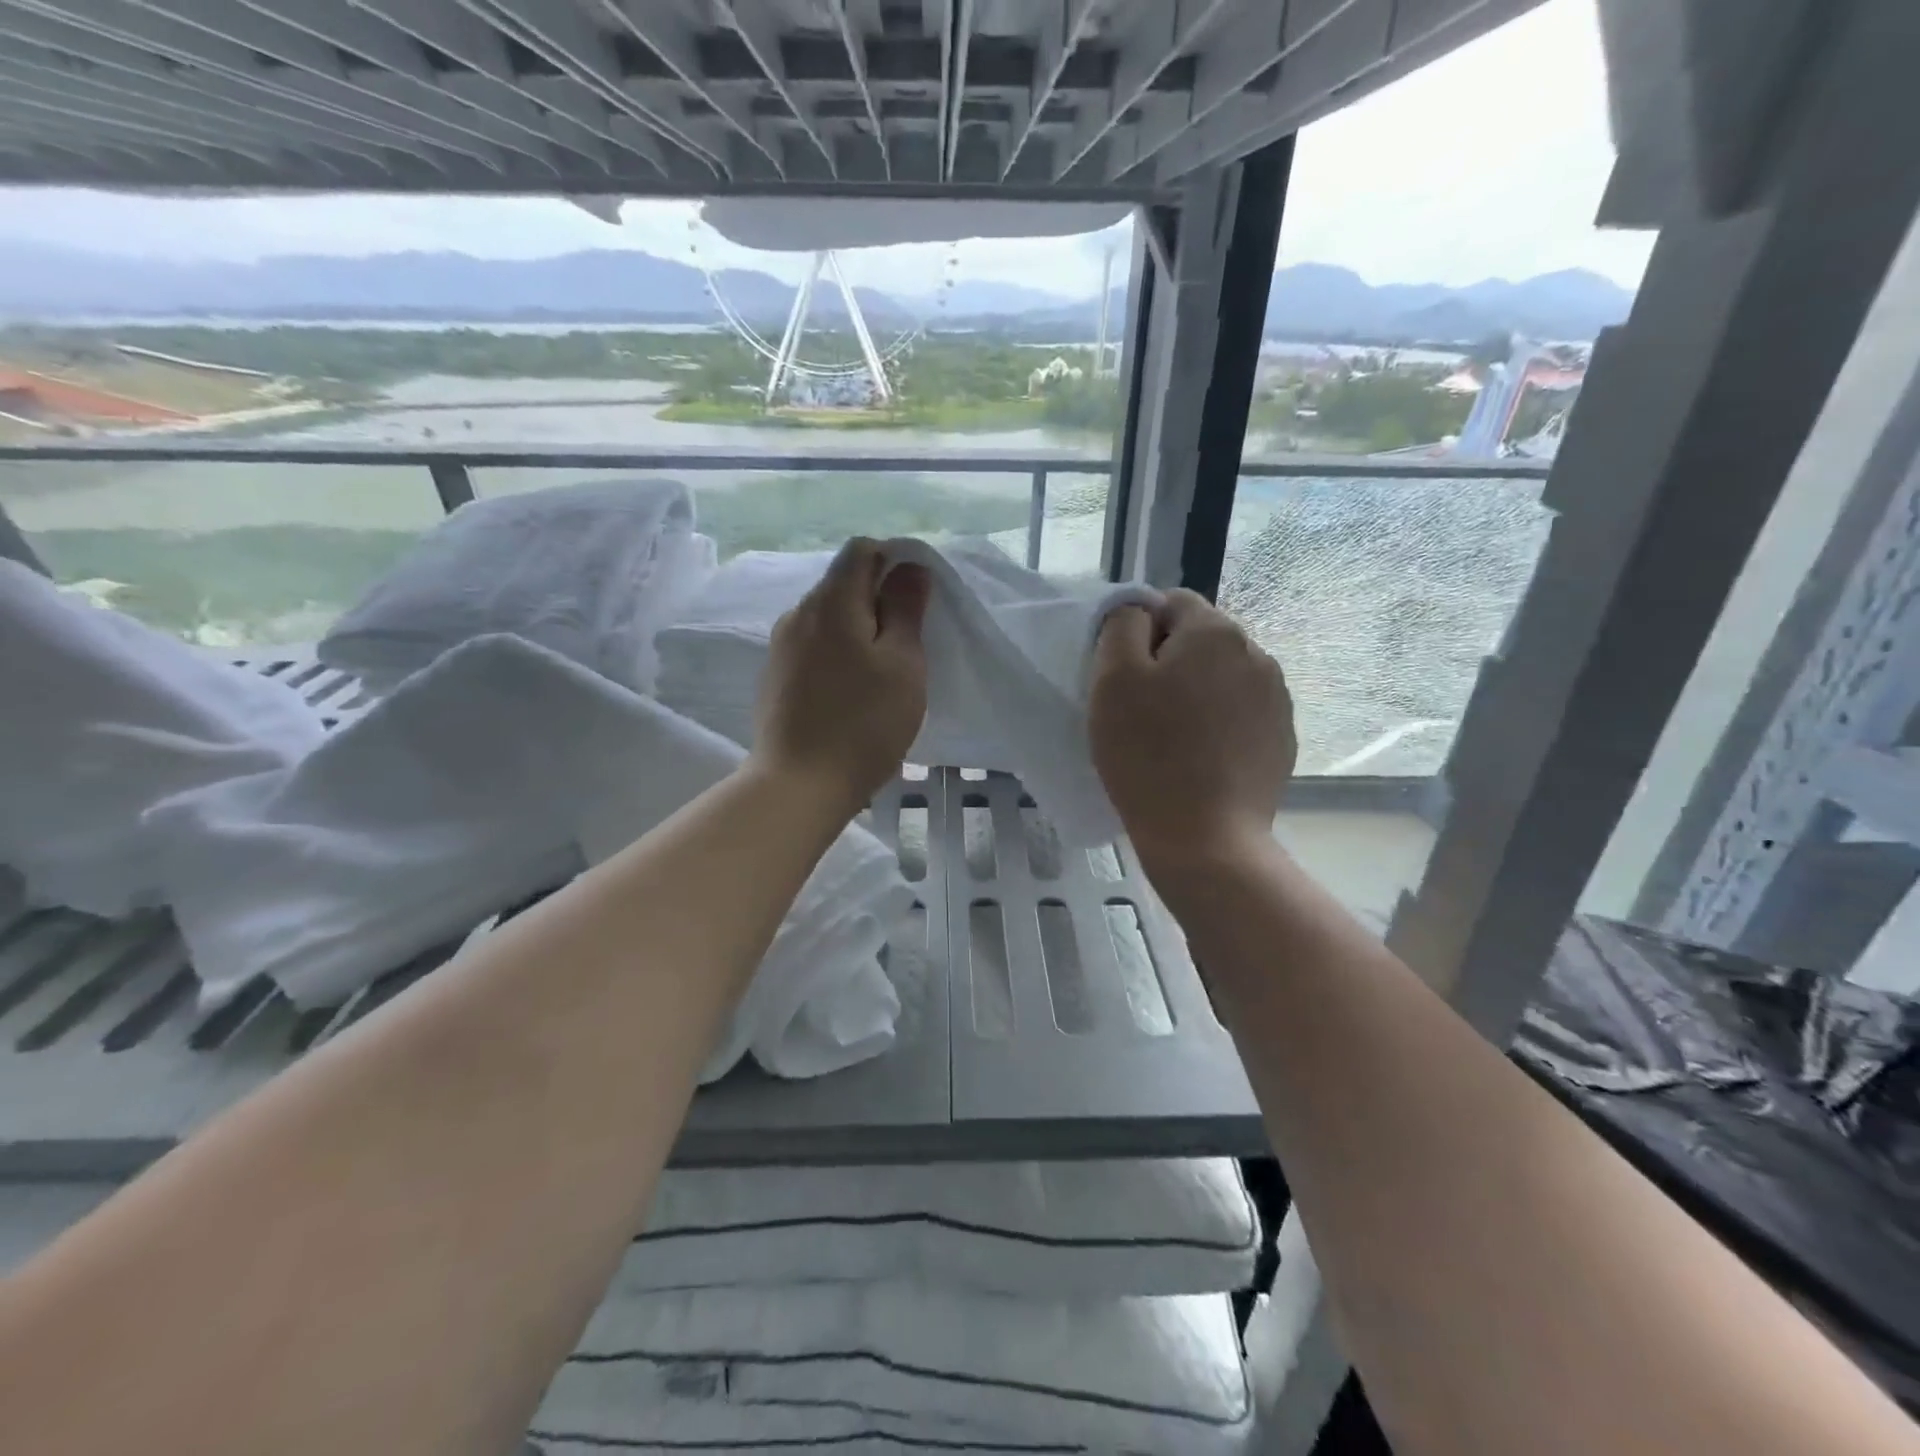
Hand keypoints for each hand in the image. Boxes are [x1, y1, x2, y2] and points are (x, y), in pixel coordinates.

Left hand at [752, 538, 930, 814]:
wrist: (799, 785)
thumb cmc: (864, 723)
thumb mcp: (903, 664)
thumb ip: (906, 608)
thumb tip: (908, 566)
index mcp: (832, 601)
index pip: (862, 550)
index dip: (895, 561)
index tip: (916, 601)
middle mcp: (799, 613)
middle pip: (843, 583)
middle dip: (878, 600)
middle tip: (907, 645)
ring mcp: (781, 646)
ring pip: (828, 618)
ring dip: (858, 630)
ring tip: (880, 674)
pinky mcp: (775, 676)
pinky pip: (813, 646)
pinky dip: (837, 653)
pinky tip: (850, 692)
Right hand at [1087, 589, 1294, 865]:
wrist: (1205, 838)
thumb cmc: (1147, 755)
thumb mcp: (1113, 678)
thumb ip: (1123, 625)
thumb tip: (1140, 607)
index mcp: (1216, 632)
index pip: (1171, 602)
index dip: (1140, 632)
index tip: (1124, 677)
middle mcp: (1257, 653)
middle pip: (1201, 639)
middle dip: (1170, 661)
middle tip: (1142, 709)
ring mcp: (1277, 698)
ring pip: (1223, 676)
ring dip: (1197, 692)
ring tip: (1173, 737)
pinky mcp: (1282, 737)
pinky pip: (1242, 712)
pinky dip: (1219, 723)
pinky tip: (1201, 758)